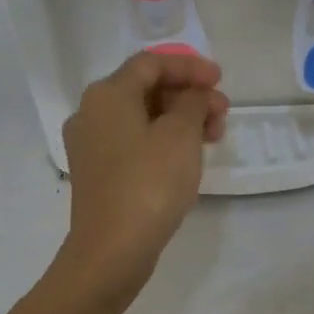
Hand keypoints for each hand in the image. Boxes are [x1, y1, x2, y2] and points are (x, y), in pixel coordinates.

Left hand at [61, 51, 229, 290]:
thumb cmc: (149, 183)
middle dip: (188, 95)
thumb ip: (193, 103)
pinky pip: (135, 142)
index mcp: (107, 95)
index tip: (220, 80)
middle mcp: (91, 113)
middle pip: (145, 89)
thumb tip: (193, 96)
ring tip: (214, 136)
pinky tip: (189, 156)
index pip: (151, 63)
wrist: (112, 250)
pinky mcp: (98, 173)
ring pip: (142, 117)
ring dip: (180, 119)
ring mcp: (91, 146)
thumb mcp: (181, 135)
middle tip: (222, 112)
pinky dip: (164, 140)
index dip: (189, 67)